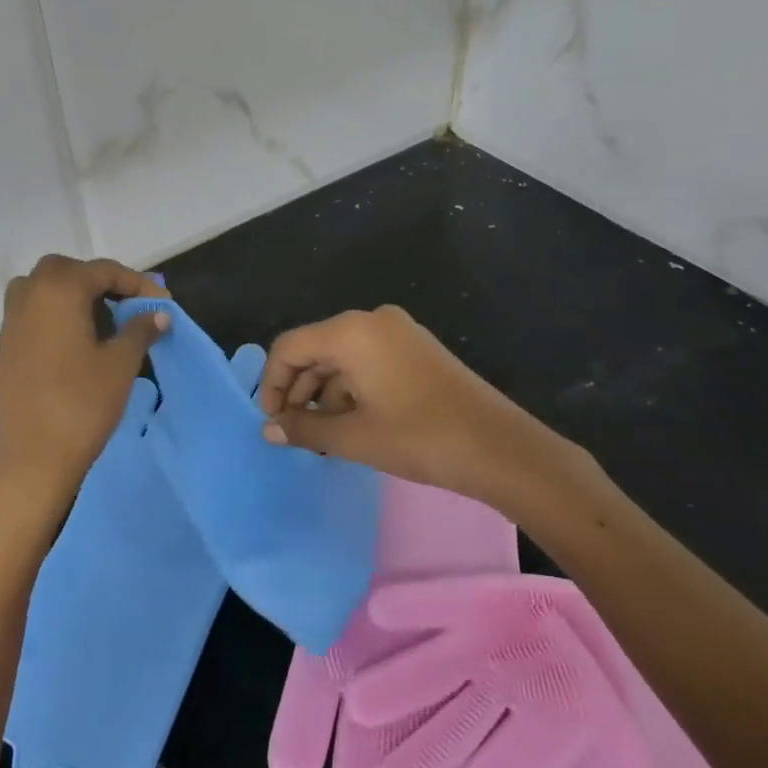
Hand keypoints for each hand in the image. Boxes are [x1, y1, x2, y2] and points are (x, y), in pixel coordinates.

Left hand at [0, 256, 169, 532]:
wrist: (33, 458)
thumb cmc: (82, 405)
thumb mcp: (120, 364)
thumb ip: (140, 330)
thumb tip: (157, 313)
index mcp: (58, 292)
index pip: (102, 271)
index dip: (136, 283)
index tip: (161, 303)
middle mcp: (29, 297)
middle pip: (65, 271)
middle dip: (98, 281)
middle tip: (126, 305)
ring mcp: (11, 324)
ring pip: (42, 289)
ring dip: (72, 295)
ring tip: (101, 322)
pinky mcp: (6, 349)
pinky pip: (31, 314)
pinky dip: (55, 315)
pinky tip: (77, 344)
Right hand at [256, 305, 600, 518]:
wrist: (499, 448)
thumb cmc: (418, 438)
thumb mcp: (352, 437)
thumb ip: (303, 429)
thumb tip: (268, 430)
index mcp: (350, 331)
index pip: (290, 347)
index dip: (272, 383)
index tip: (272, 421)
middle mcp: (371, 320)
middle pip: (315, 348)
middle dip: (298, 389)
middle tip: (293, 432)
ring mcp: (398, 332)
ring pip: (341, 357)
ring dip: (324, 393)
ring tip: (321, 436)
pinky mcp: (416, 349)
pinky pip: (367, 361)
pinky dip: (350, 389)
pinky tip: (350, 424)